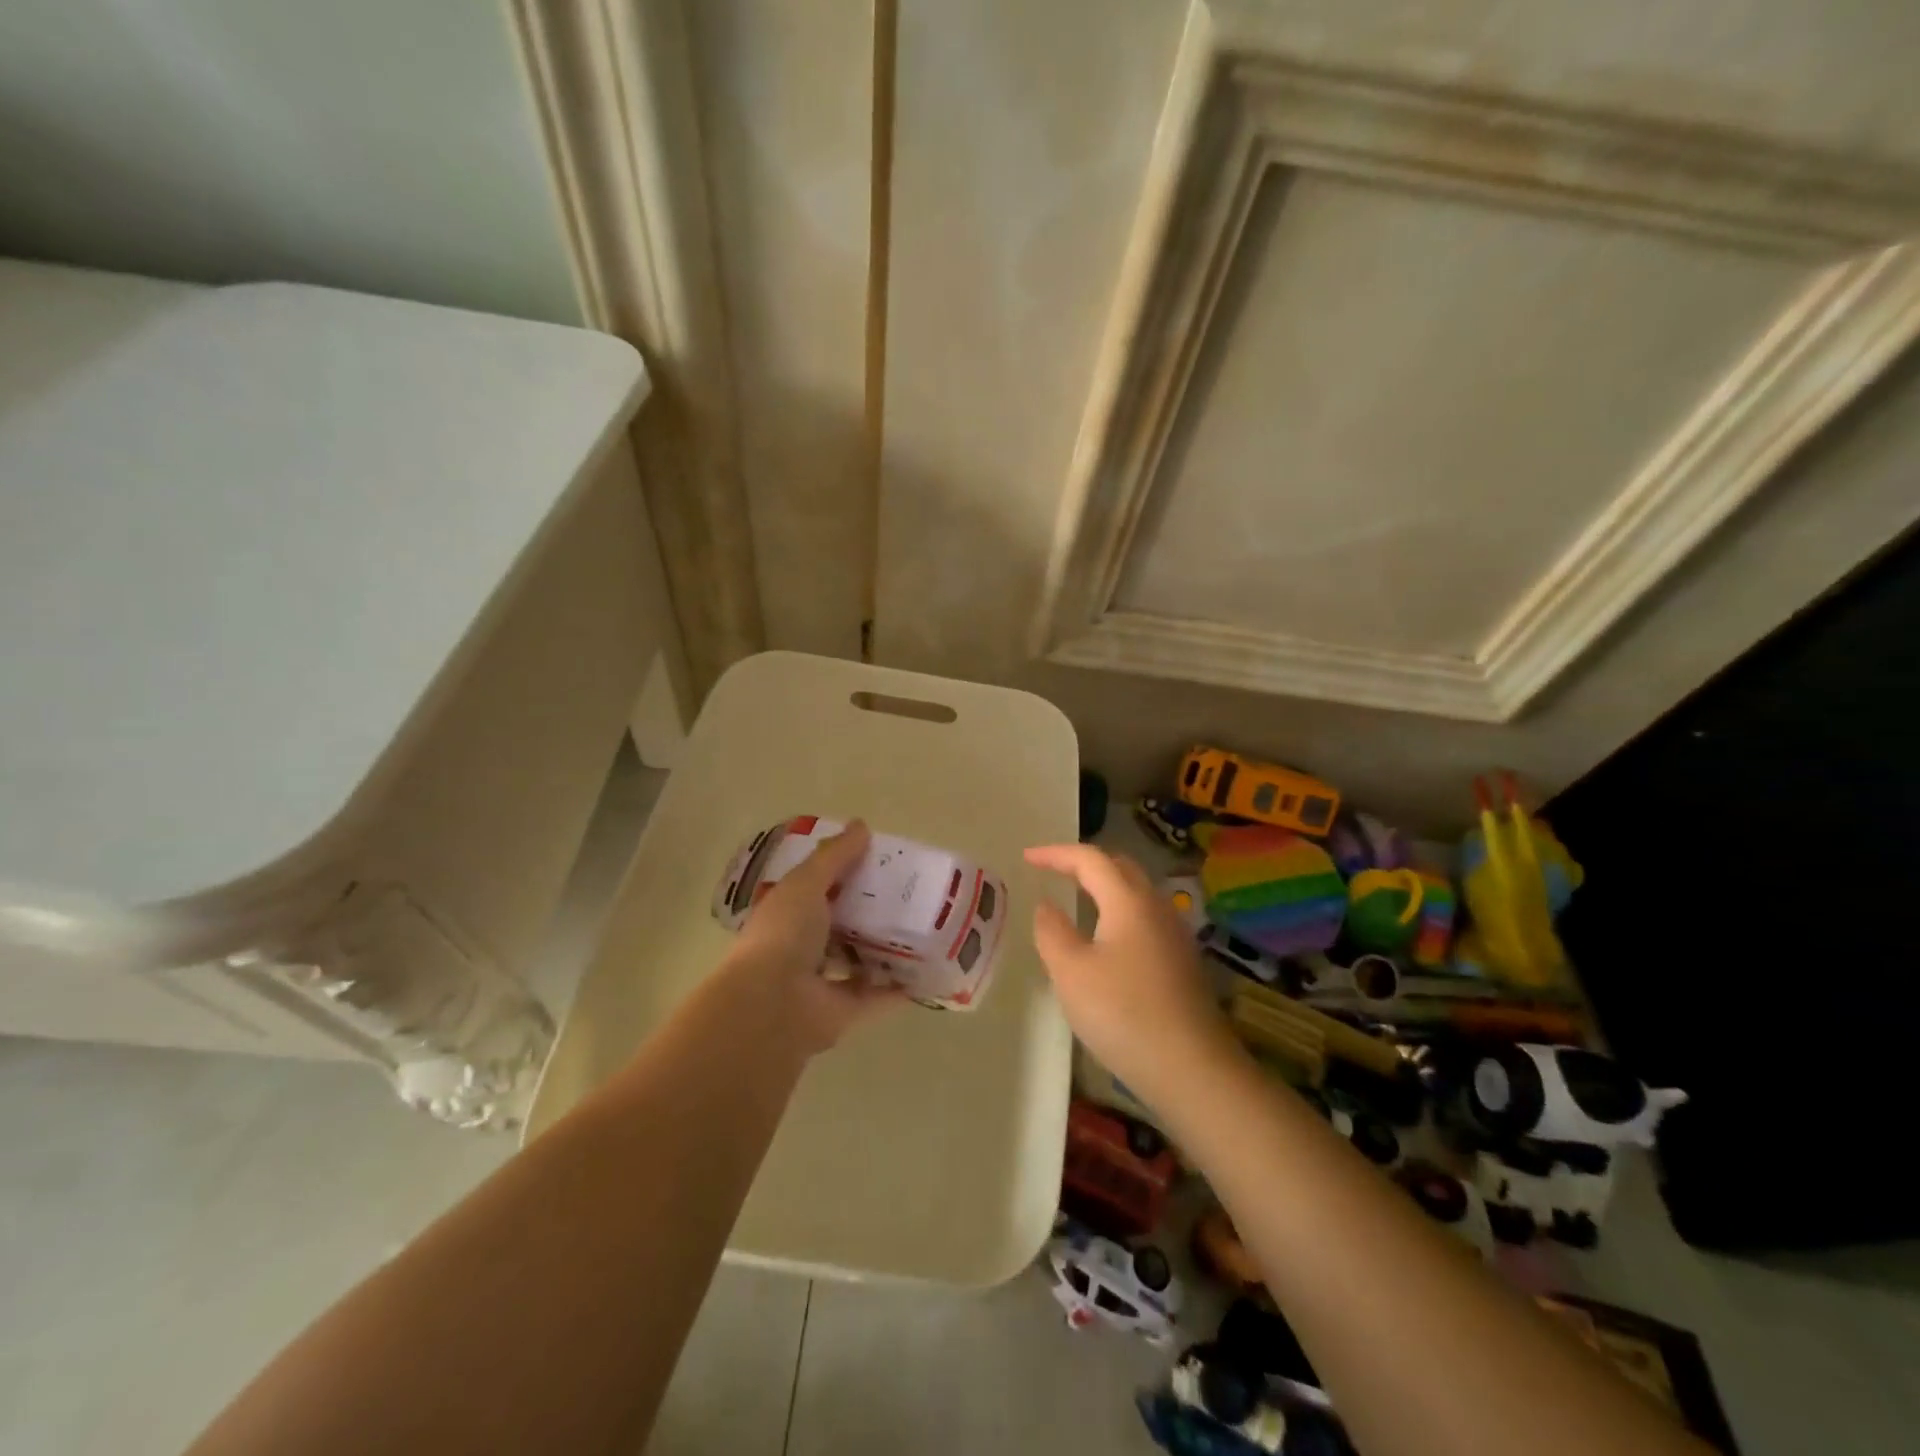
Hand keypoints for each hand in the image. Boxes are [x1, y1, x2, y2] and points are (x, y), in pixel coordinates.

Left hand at [726, 820, 904, 1056]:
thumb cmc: (784, 934)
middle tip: (910, 892)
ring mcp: (823, 982)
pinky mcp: (845, 1012)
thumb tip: (862, 826)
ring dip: (886, 948)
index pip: (818, 888)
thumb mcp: (806, 883)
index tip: (878, 860)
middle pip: (842, 924)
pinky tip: (928, 969)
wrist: (772, 1004)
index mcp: (788, 914)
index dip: (845, 873)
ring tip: (924, 927)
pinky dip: (900, 987)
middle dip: (870, 910)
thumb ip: (834, 857)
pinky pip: (878, 996)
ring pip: (860, 960)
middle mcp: (803, 947)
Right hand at [1024, 843, 1235, 1101]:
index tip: (1026, 857)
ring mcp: (1174, 935)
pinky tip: (1105, 940)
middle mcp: (1156, 908)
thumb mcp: (1071, 972)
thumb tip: (1046, 906)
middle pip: (1120, 868)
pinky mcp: (1181, 962)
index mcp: (1128, 901)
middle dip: (1084, 863)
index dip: (1056, 854)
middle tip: (1053, 871)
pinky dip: (1118, 912)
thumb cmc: (1122, 1013)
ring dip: (1104, 887)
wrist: (1191, 1068)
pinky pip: (1144, 919)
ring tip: (1076, 899)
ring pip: (1136, 894)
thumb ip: (1052, 931)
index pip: (1090, 859)